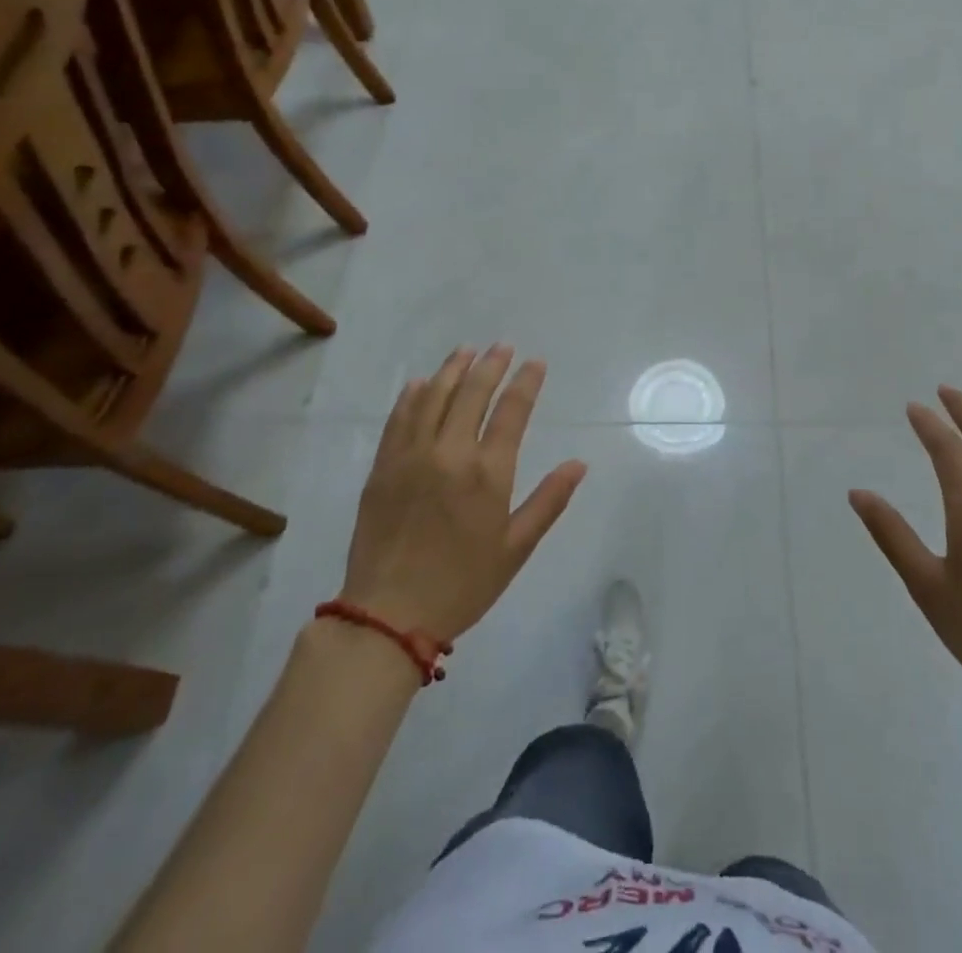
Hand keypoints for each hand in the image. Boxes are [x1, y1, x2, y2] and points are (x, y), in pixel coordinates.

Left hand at [341, 346, 586, 641]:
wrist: (388, 615)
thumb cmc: (463, 585)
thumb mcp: (516, 548)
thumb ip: (548, 501)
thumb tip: (578, 464)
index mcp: (488, 473)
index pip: (512, 411)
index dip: (526, 382)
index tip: (535, 362)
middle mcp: (450, 453)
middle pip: (472, 393)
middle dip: (491, 365)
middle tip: (502, 347)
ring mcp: (412, 456)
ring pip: (434, 397)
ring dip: (452, 370)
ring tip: (466, 351)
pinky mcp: (383, 467)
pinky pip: (399, 419)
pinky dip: (412, 396)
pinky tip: (421, 383)